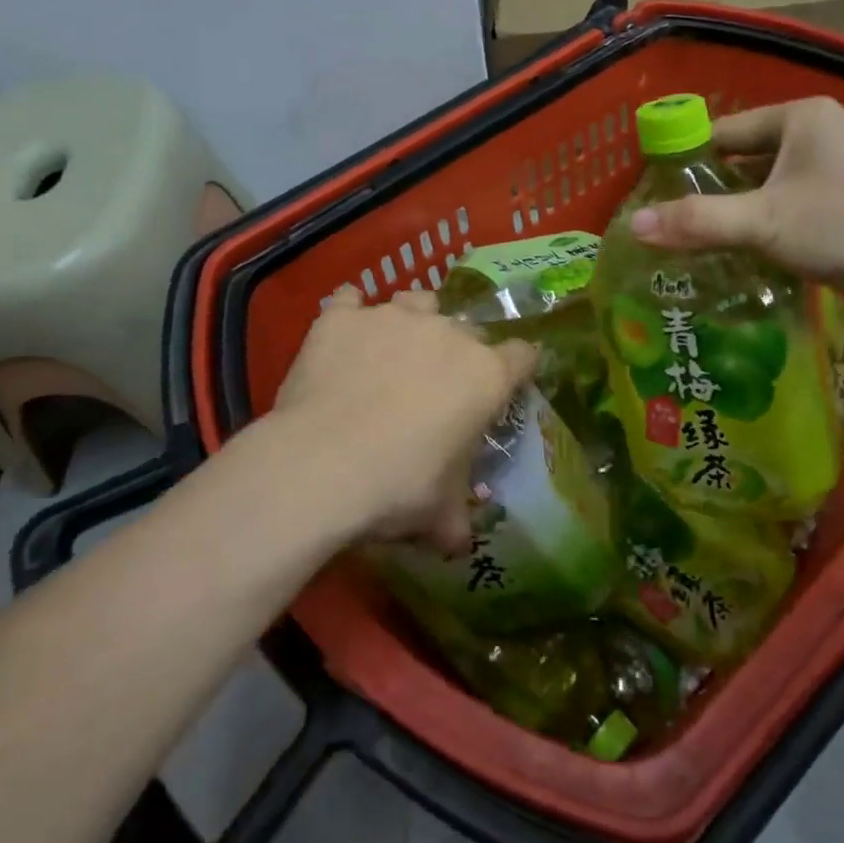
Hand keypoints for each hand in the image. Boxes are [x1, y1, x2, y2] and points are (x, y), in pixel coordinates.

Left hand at [273, 290, 536, 551]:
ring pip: (417, 301)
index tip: (506, 386)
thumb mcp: (439, 515)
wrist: (320, 465)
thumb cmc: (398, 488)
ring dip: (413, 320)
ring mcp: (393, 317)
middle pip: (468, 329)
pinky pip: (350, 299)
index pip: (523, 356)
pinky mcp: (343, 316)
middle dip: (459, 353)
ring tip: (392, 351)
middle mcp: (447, 333)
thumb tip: (458, 542)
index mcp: (485, 375)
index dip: (517, 370)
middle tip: (436, 387)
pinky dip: (351, 313)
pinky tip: (343, 333)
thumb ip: (456, 520)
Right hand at [629, 97, 843, 310]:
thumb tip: (632, 225)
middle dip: (715, 193)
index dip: (687, 161)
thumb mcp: (765, 222)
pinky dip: (774, 225)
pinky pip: (798, 205)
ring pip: (773, 186)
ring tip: (707, 245)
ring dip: (744, 213)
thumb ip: (697, 221)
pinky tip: (756, 254)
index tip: (657, 194)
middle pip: (747, 160)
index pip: (723, 132)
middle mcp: (822, 133)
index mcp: (799, 118)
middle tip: (678, 226)